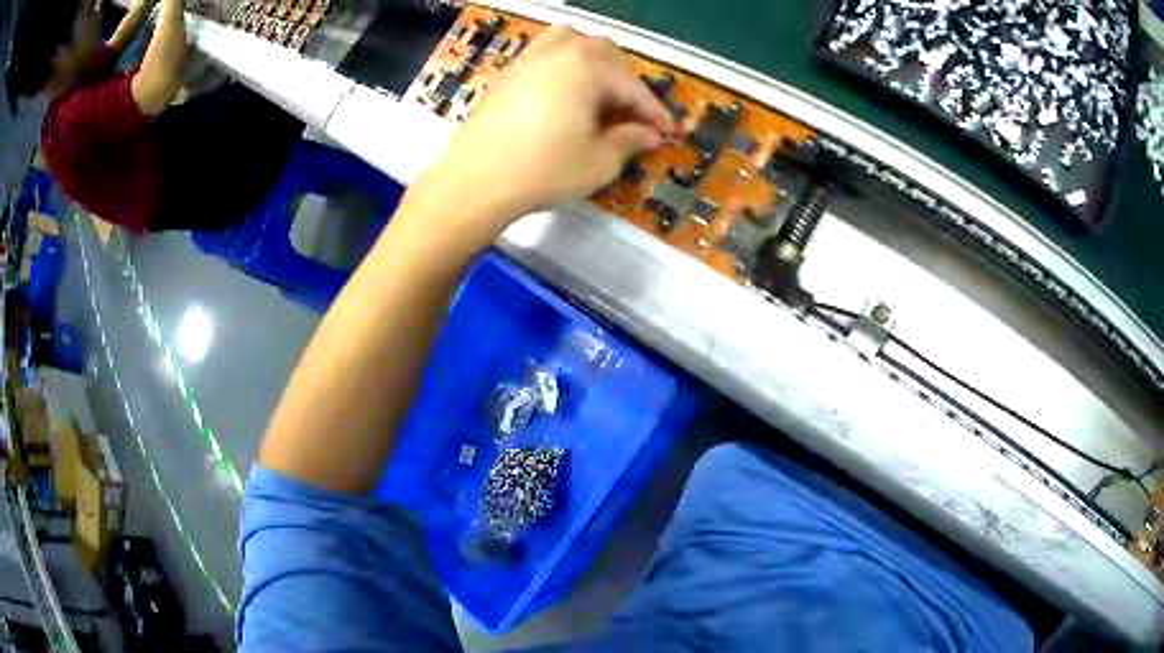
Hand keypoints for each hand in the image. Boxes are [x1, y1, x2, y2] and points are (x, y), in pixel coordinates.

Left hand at [412, 27, 675, 232]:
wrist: (475, 181)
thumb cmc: (543, 171)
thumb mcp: (599, 162)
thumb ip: (630, 141)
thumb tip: (649, 135)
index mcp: (587, 67)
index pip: (632, 86)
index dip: (654, 111)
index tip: (668, 132)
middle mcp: (559, 52)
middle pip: (606, 53)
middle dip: (627, 81)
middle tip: (634, 114)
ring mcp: (528, 59)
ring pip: (571, 41)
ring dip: (594, 60)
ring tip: (600, 89)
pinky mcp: (507, 73)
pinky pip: (544, 52)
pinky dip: (563, 62)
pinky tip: (564, 90)